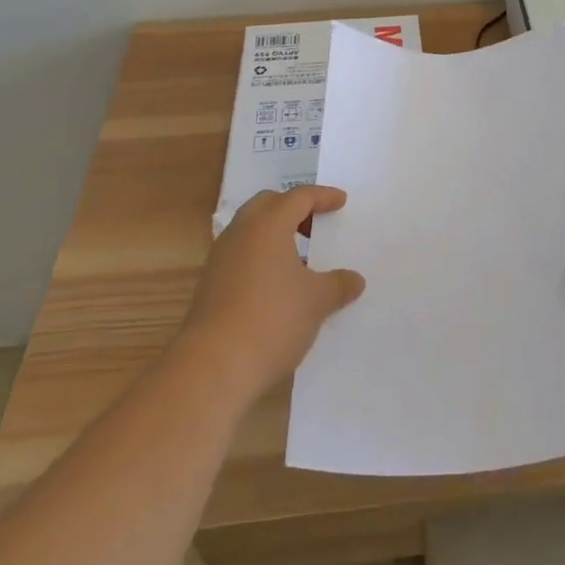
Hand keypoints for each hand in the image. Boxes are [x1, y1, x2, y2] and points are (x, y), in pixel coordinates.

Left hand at [180, 186, 365, 398]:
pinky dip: (261, 258)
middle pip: (268, 205)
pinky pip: (240, 256)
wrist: (212, 367)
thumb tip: (354, 280)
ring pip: (250, 231)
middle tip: (315, 225)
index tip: (340, 201)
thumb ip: (338, 285)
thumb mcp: (317, 302)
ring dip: (274, 235)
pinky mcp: (209, 287)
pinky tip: (276, 286)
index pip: (298, 197)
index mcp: (268, 225)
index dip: (322, 196)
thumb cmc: (272, 320)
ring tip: (298, 258)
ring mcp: (220, 260)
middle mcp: (240, 234)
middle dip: (293, 209)